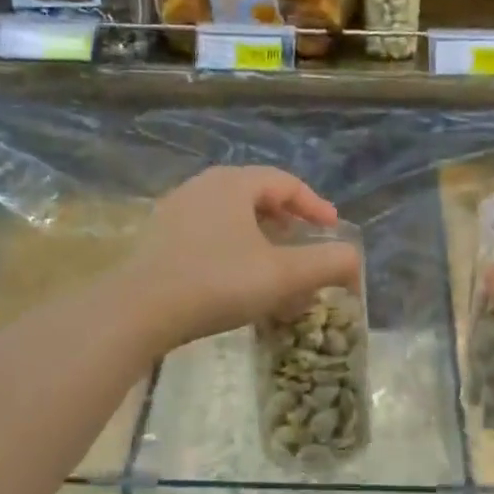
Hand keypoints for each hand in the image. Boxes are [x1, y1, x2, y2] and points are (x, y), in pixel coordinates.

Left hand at [127, 167, 360, 350]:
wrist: (139, 310)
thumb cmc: (218, 282)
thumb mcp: (283, 274)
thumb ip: (327, 263)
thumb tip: (354, 259)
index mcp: (233, 184)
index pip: (284, 182)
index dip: (314, 204)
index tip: (332, 228)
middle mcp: (202, 187)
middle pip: (255, 195)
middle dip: (286, 219)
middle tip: (304, 243)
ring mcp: (174, 211)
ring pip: (229, 216)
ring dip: (258, 236)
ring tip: (273, 264)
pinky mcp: (157, 239)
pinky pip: (206, 233)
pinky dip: (231, 248)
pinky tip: (235, 279)